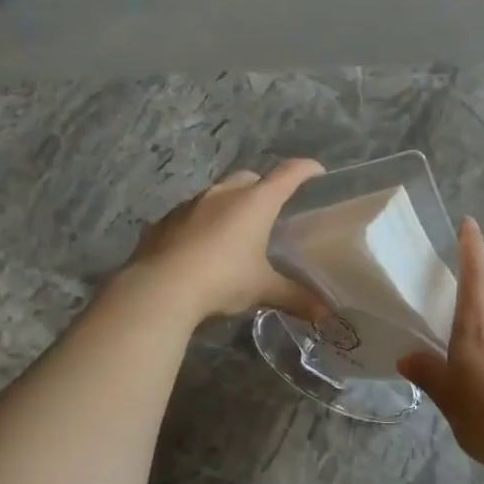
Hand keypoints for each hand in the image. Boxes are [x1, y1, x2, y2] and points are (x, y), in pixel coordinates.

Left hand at [123, 159, 325, 321]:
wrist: (158, 289)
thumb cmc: (222, 279)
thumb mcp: (263, 289)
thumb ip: (295, 297)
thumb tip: (325, 313)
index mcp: (255, 202)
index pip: (288, 174)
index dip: (305, 169)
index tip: (317, 171)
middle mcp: (224, 194)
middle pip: (250, 178)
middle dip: (263, 187)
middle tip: (272, 209)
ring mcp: (190, 204)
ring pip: (218, 194)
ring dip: (230, 204)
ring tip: (237, 229)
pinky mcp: (164, 221)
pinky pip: (191, 213)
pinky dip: (203, 222)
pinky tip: (202, 246)